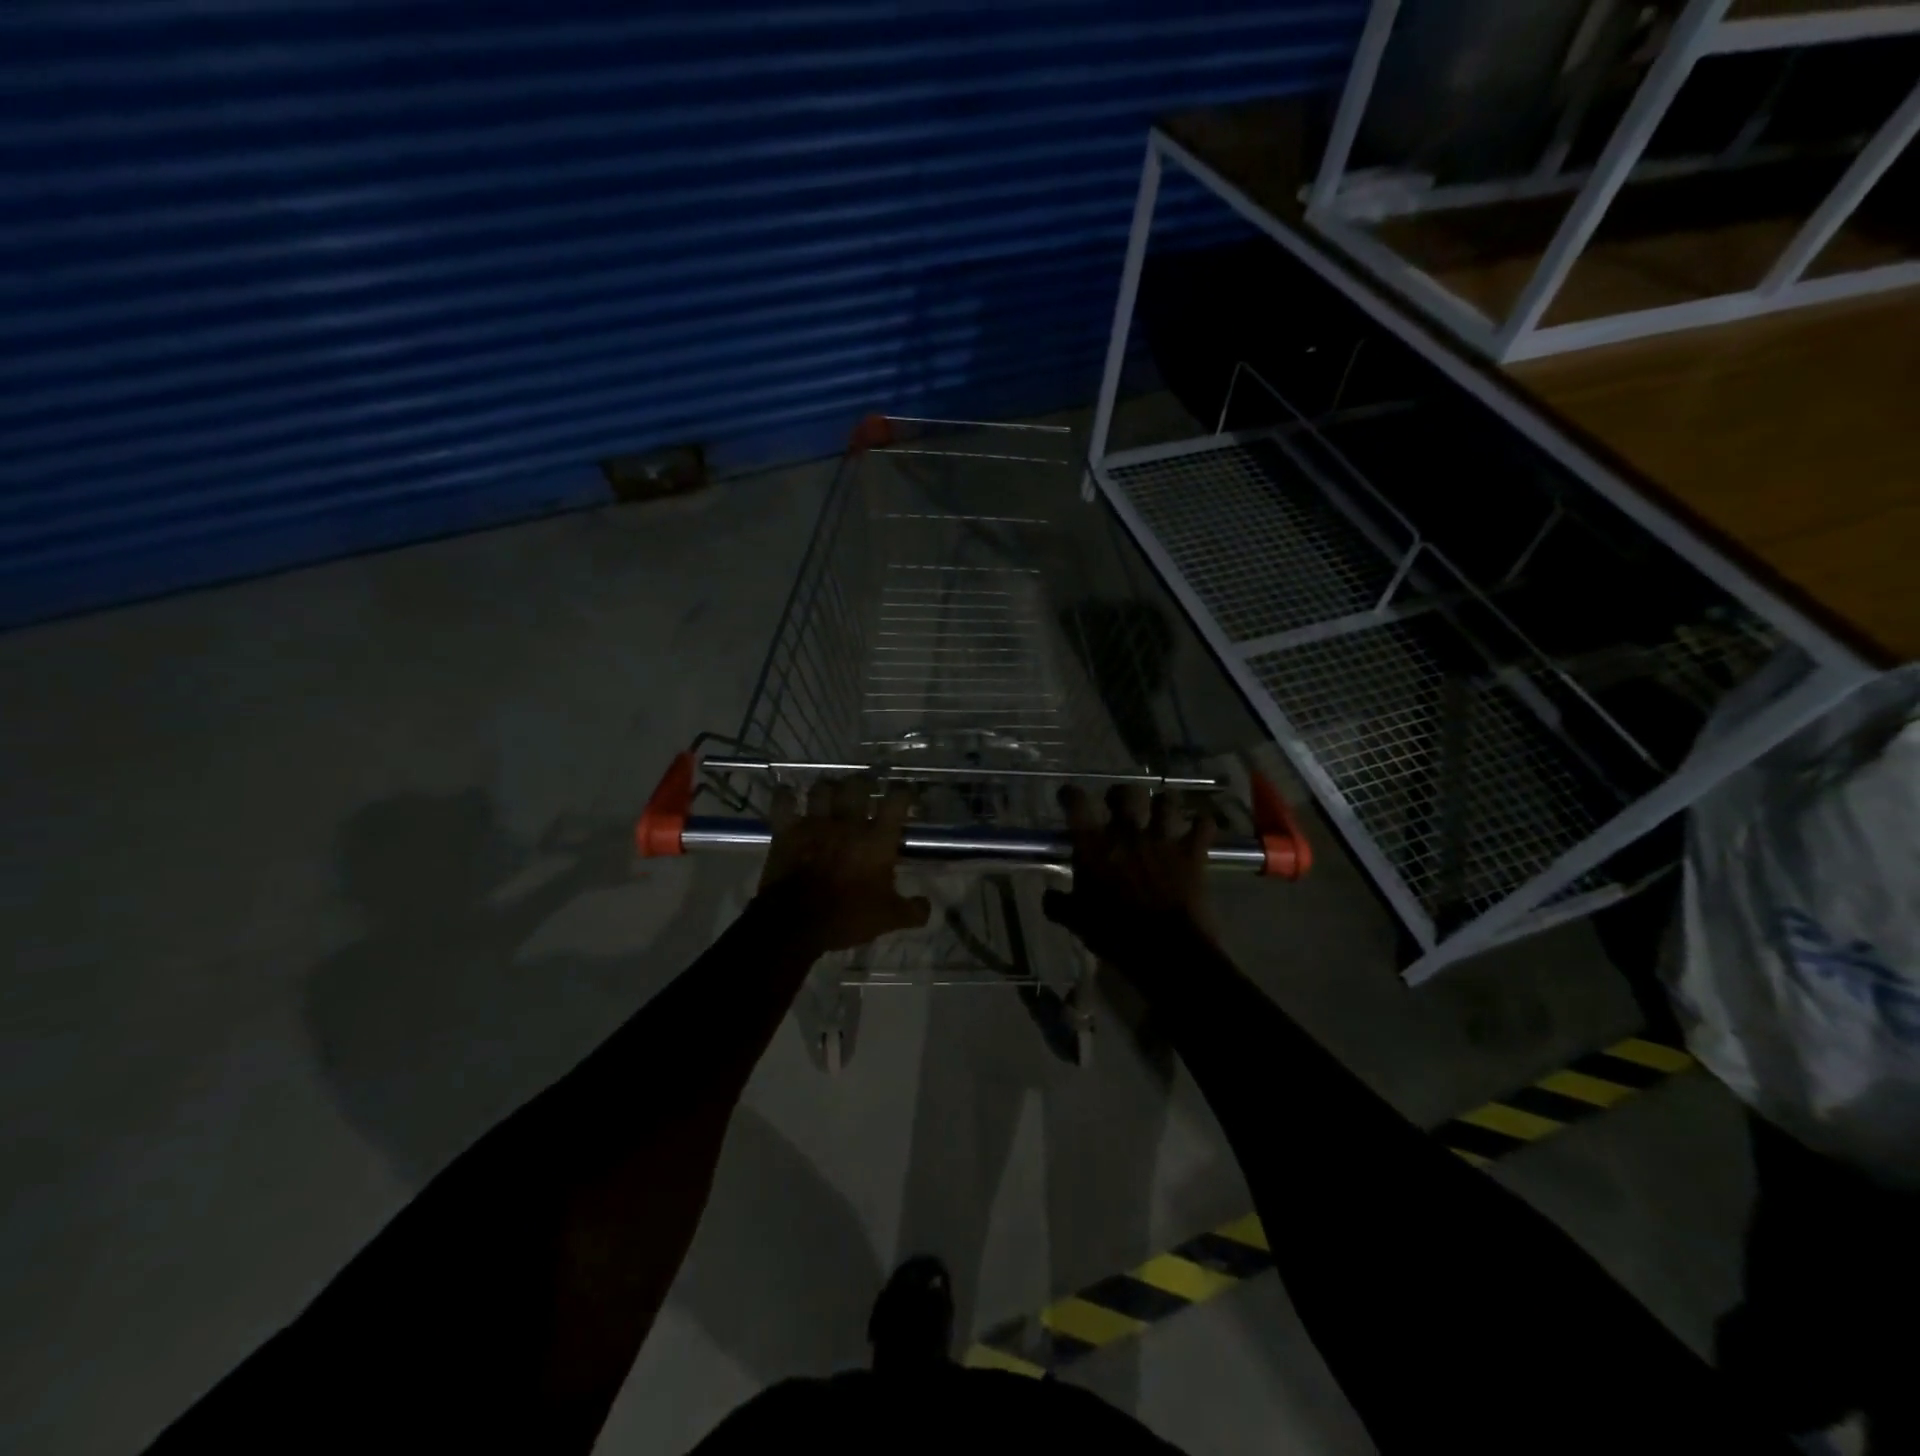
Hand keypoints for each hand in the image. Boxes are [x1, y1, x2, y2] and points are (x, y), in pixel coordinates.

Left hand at [758, 778, 931, 953]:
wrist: (796, 922)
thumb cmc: (848, 916)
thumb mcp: (888, 918)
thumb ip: (912, 910)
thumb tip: (927, 906)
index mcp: (877, 839)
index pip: (896, 801)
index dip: (902, 793)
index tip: (904, 794)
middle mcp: (848, 823)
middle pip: (858, 785)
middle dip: (863, 782)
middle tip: (864, 788)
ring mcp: (815, 823)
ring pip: (822, 788)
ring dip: (827, 787)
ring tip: (830, 792)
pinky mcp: (787, 830)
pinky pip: (783, 802)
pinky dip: (785, 796)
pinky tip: (788, 795)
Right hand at [1042, 785, 1217, 965]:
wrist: (1165, 949)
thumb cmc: (1114, 934)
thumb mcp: (1076, 921)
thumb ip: (1059, 904)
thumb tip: (1048, 896)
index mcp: (1094, 845)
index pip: (1076, 804)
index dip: (1069, 794)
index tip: (1067, 795)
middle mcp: (1127, 832)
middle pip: (1125, 793)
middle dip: (1120, 793)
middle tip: (1117, 803)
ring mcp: (1162, 840)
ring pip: (1166, 801)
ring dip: (1164, 803)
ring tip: (1161, 809)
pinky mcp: (1192, 853)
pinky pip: (1204, 825)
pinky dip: (1203, 824)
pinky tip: (1200, 827)